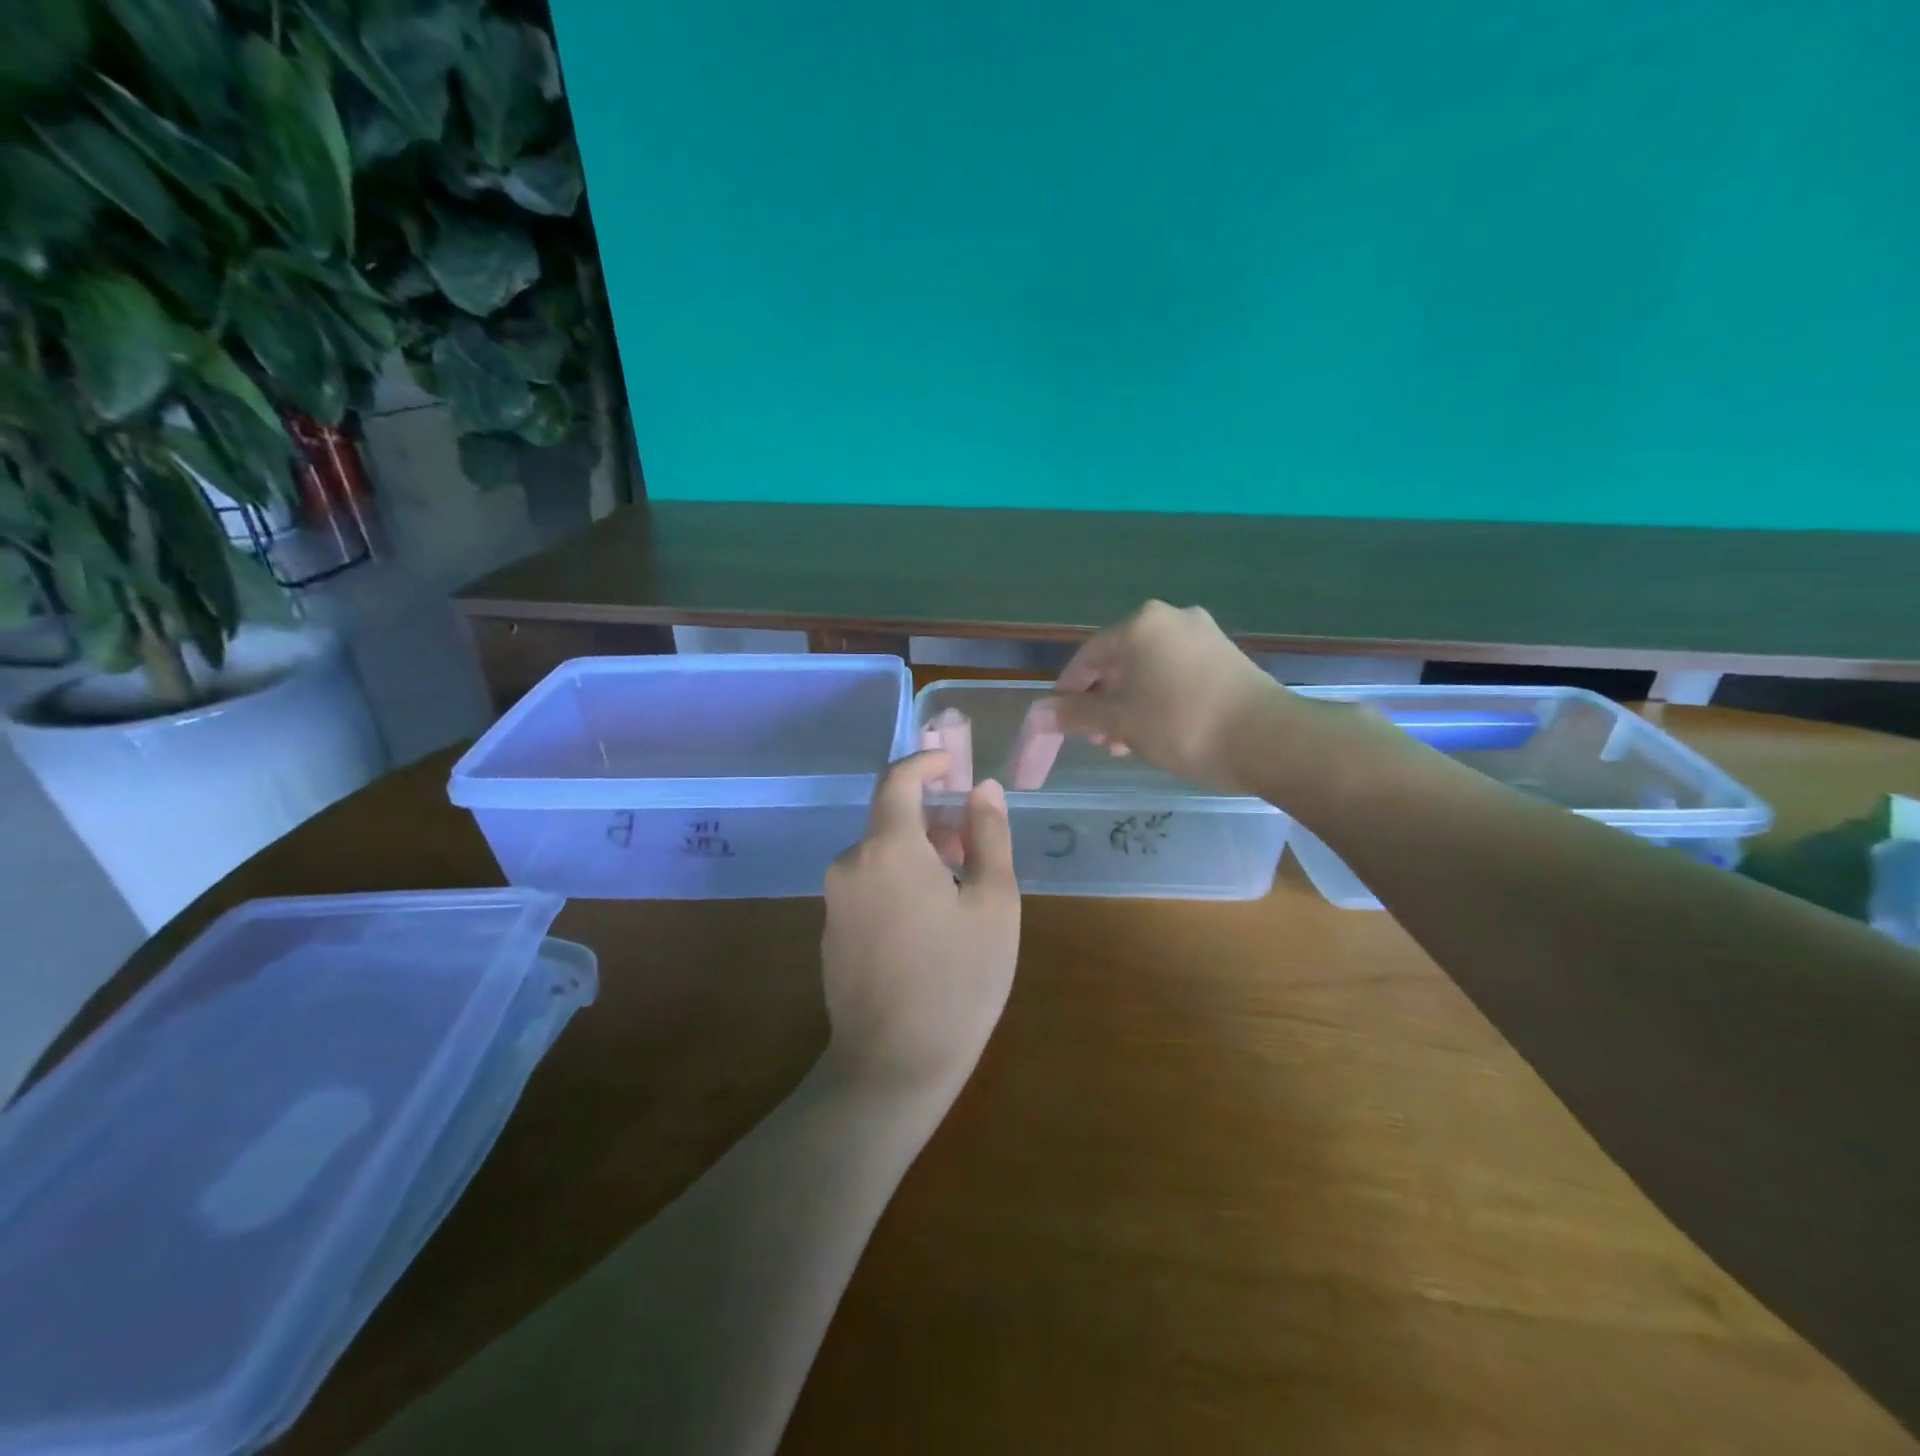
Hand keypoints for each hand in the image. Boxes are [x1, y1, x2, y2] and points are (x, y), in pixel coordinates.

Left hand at [821, 751, 1020, 1093]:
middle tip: (976, 848)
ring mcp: (834, 899)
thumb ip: (988, 836)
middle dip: (935, 821)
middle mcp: (850, 864)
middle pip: (892, 820)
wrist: (892, 1067)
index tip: (954, 765)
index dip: (927, 762)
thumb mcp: (993, 904)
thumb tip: (982, 789)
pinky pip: (868, 885)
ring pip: (881, 854)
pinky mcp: (831, 931)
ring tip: (961, 891)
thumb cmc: (958, 981)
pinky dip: (899, 881)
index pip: (898, 779)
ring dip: (920, 855)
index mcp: (888, 848)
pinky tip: (930, 924)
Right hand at [1050, 600, 1293, 792]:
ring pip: (1148, 670)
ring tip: (1124, 744)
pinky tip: (1157, 731)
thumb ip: (1076, 715)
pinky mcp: (1226, 657)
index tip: (1059, 724)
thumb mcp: (1120, 723)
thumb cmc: (1182, 724)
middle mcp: (1170, 618)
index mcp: (1139, 625)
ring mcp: (1203, 635)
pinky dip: (1158, 699)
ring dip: (1129, 705)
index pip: (1086, 658)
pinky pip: (1176, 674)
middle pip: (1118, 662)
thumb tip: (1039, 714)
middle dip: (1102, 702)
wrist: (1269, 739)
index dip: (1067, 693)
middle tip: (1096, 740)